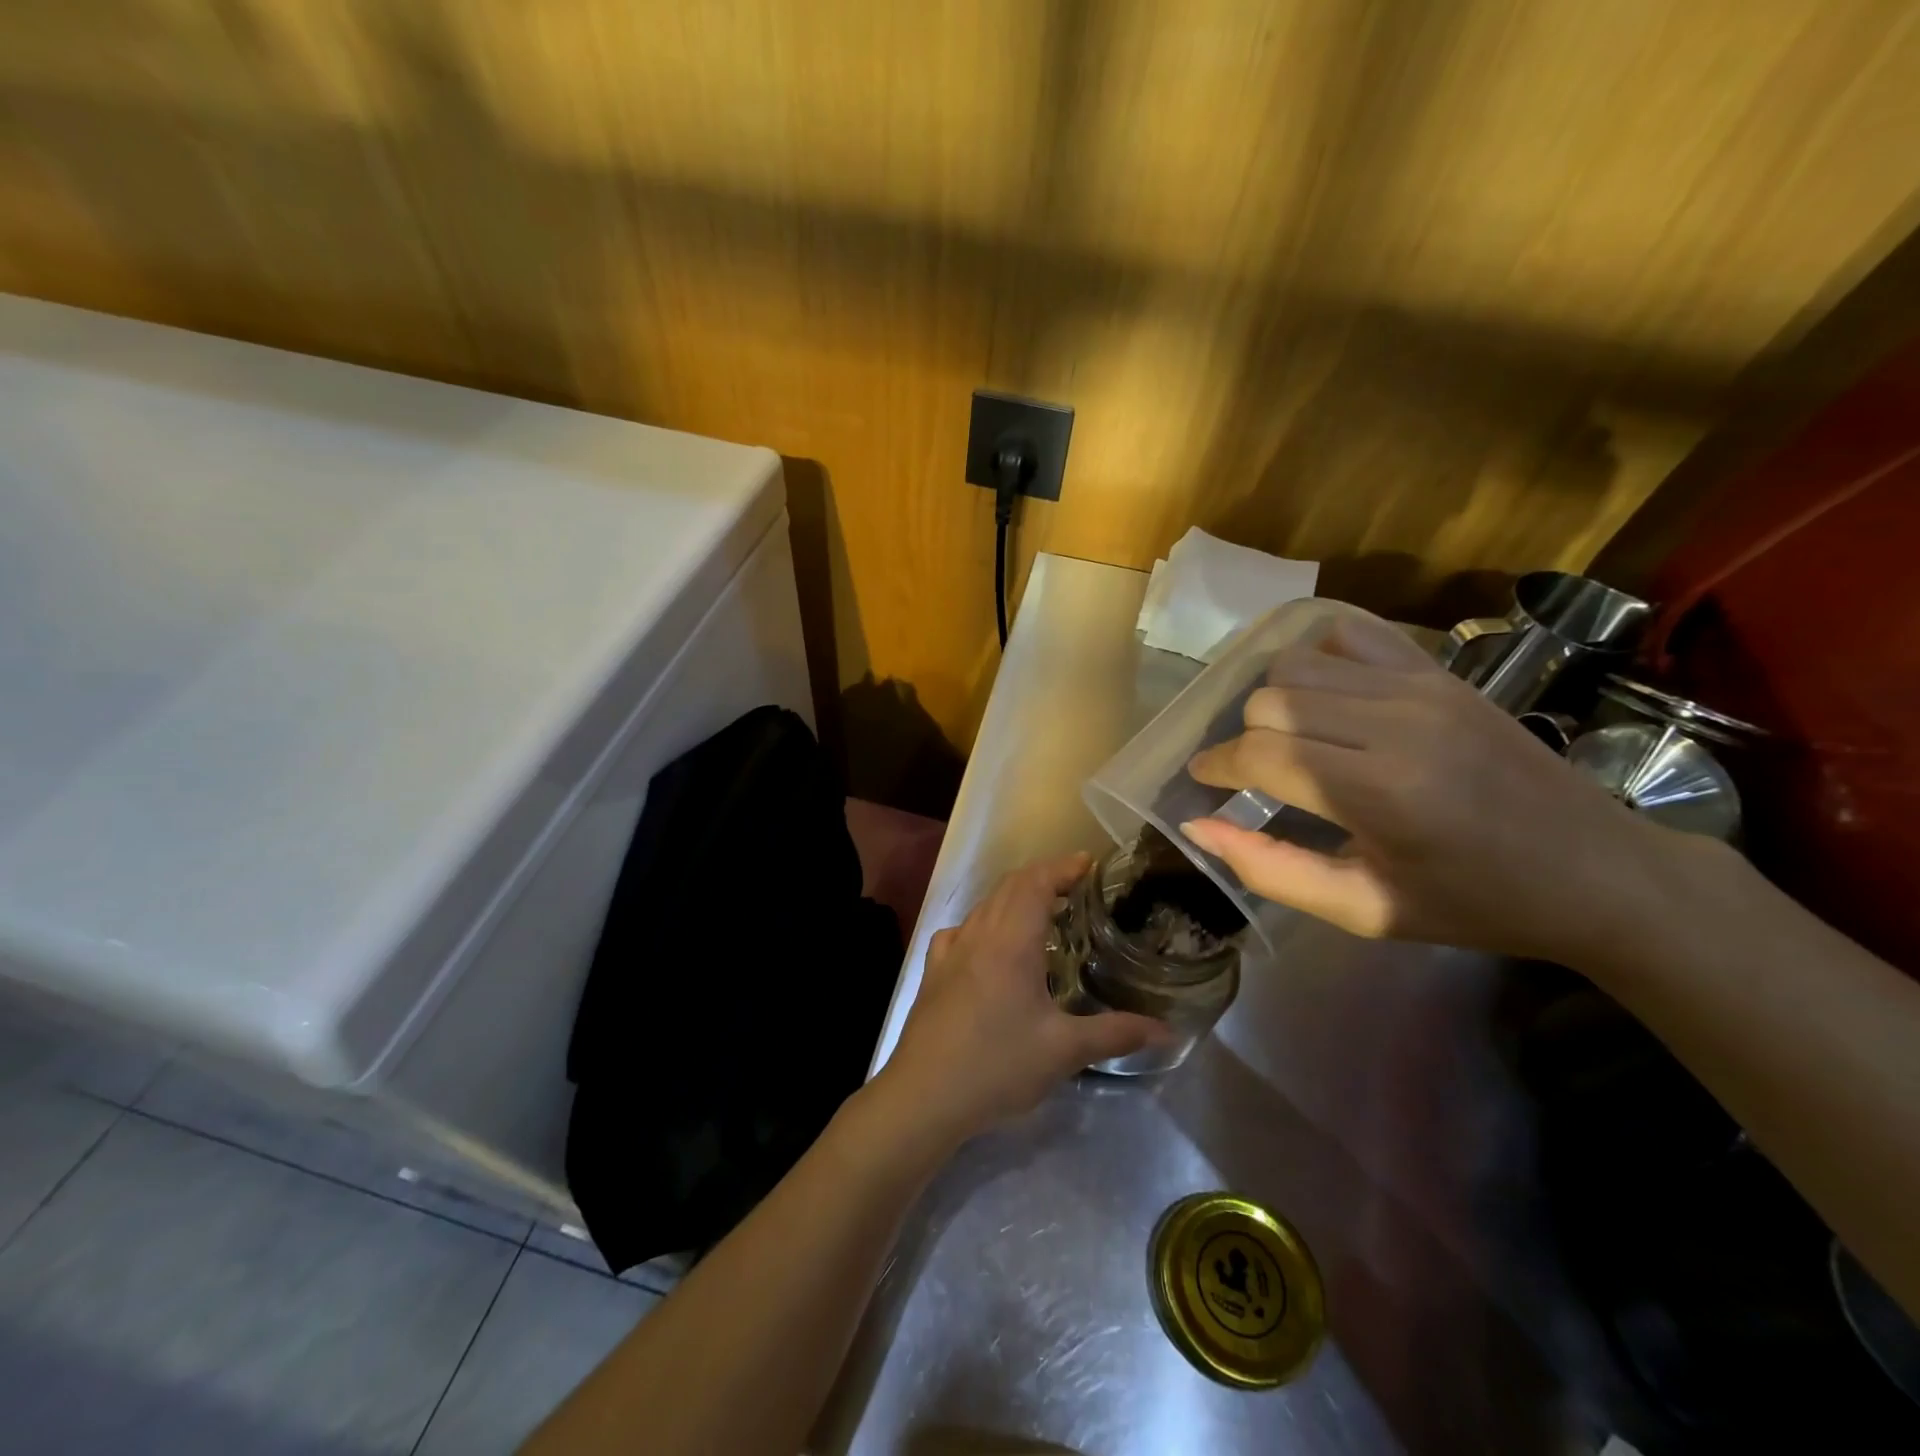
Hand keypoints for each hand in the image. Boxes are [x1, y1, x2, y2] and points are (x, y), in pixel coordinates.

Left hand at [874, 853, 1164, 1147]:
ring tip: (1043, 913)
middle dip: (1043, 877)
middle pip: (1010, 886)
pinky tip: (991, 946)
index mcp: (1011, 940)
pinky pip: (962, 929)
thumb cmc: (998, 1065)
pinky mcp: (933, 971)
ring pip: (985, 905)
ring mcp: (950, 951)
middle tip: (1075, 887)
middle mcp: (979, 934)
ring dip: (1014, 897)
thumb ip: (1116, 1034)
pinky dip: (985, 922)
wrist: (923, 1095)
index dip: (1063, 866)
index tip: (1089, 863)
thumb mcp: (1064, 1051)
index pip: (1036, 882)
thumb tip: (1167, 1031)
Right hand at [1180, 612, 1679, 963]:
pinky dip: (1317, 659)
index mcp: (1379, 793)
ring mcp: (1420, 686)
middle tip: (1253, 774)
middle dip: (1243, 739)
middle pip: (1269, 701)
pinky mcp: (1439, 670)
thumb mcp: (1364, 910)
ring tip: (1287, 738)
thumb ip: (1270, 869)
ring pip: (1296, 664)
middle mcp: (1395, 723)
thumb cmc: (1473, 903)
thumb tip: (1197, 827)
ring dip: (1273, 701)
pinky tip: (1324, 696)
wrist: (1598, 870)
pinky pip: (1347, 636)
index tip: (1204, 783)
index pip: (1258, 754)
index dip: (1216, 767)